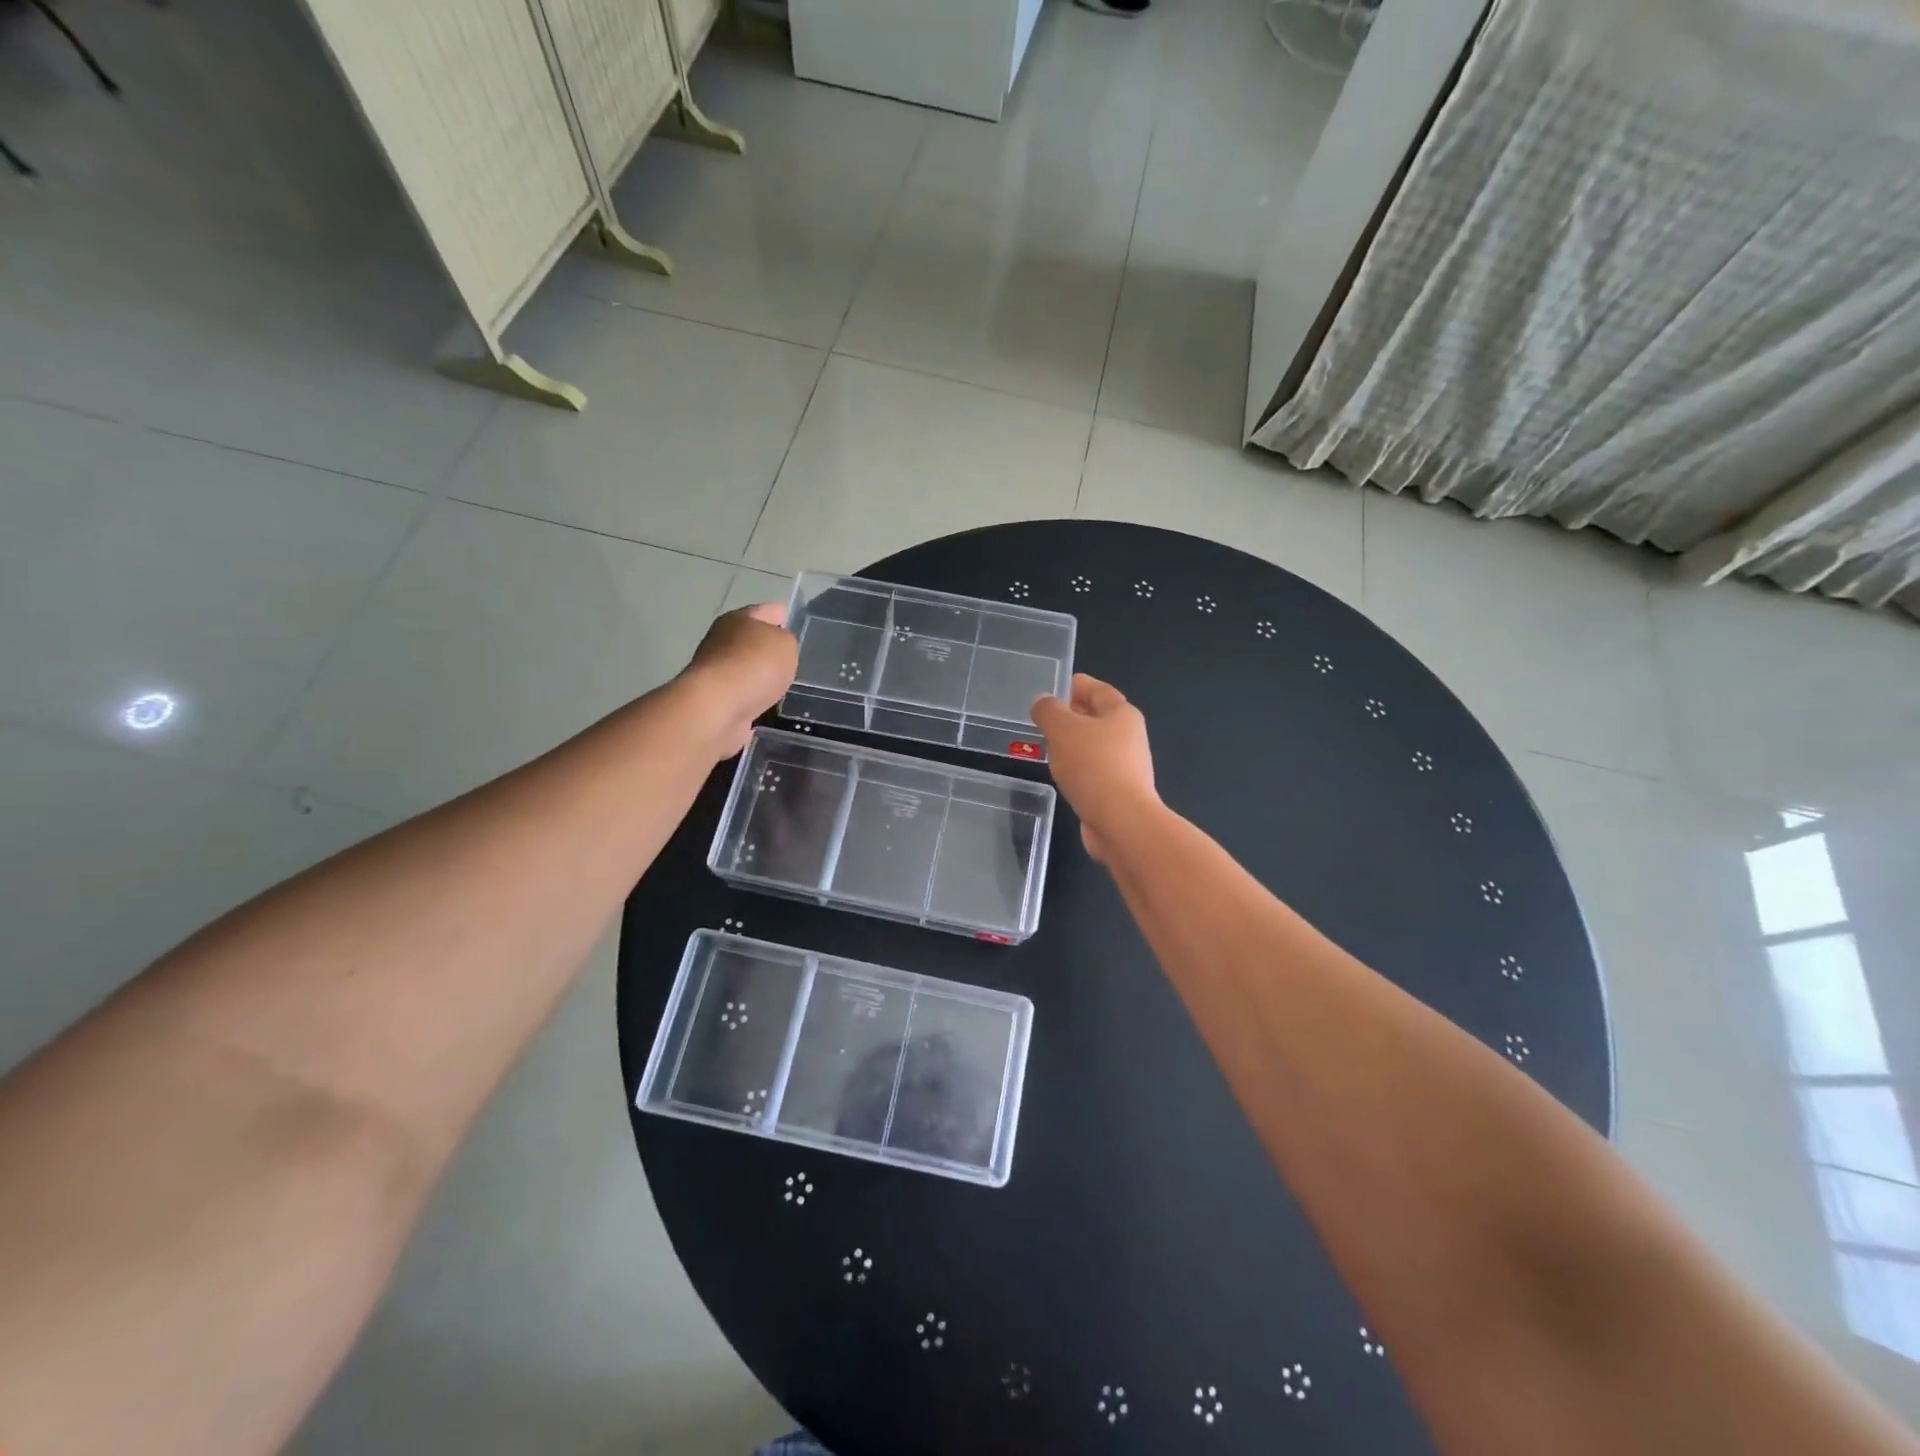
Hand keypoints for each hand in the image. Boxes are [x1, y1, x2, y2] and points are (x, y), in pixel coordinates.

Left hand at [679, 603, 799, 758]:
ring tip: (781, 683)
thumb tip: (774, 649)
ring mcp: (715, 670)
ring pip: (745, 667)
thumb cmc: (755, 666)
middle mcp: (722, 640)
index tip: (792, 620)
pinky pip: (741, 693)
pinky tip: (765, 703)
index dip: (782, 614)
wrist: (717, 708)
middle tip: (790, 656)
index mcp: (738, 619)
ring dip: (759, 674)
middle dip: (768, 646)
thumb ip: (786, 641)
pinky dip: (752, 696)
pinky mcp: (714, 698)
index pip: (767, 610)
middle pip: (751, 638)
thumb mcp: (785, 644)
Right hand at [1031, 673, 1158, 862]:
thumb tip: (1043, 701)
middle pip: (1099, 718)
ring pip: (1095, 746)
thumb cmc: (1093, 766)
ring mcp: (1127, 767)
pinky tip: (1062, 775)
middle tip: (1047, 718)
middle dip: (1074, 715)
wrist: (1121, 821)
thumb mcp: (1062, 730)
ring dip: (1074, 744)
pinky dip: (1078, 768)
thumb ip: (1048, 711)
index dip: (1077, 685)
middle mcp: (1129, 737)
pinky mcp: (1119, 792)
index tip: (1057, 687)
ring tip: (1049, 746)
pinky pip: (1094, 771)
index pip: (1098, 690)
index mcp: (1122, 714)